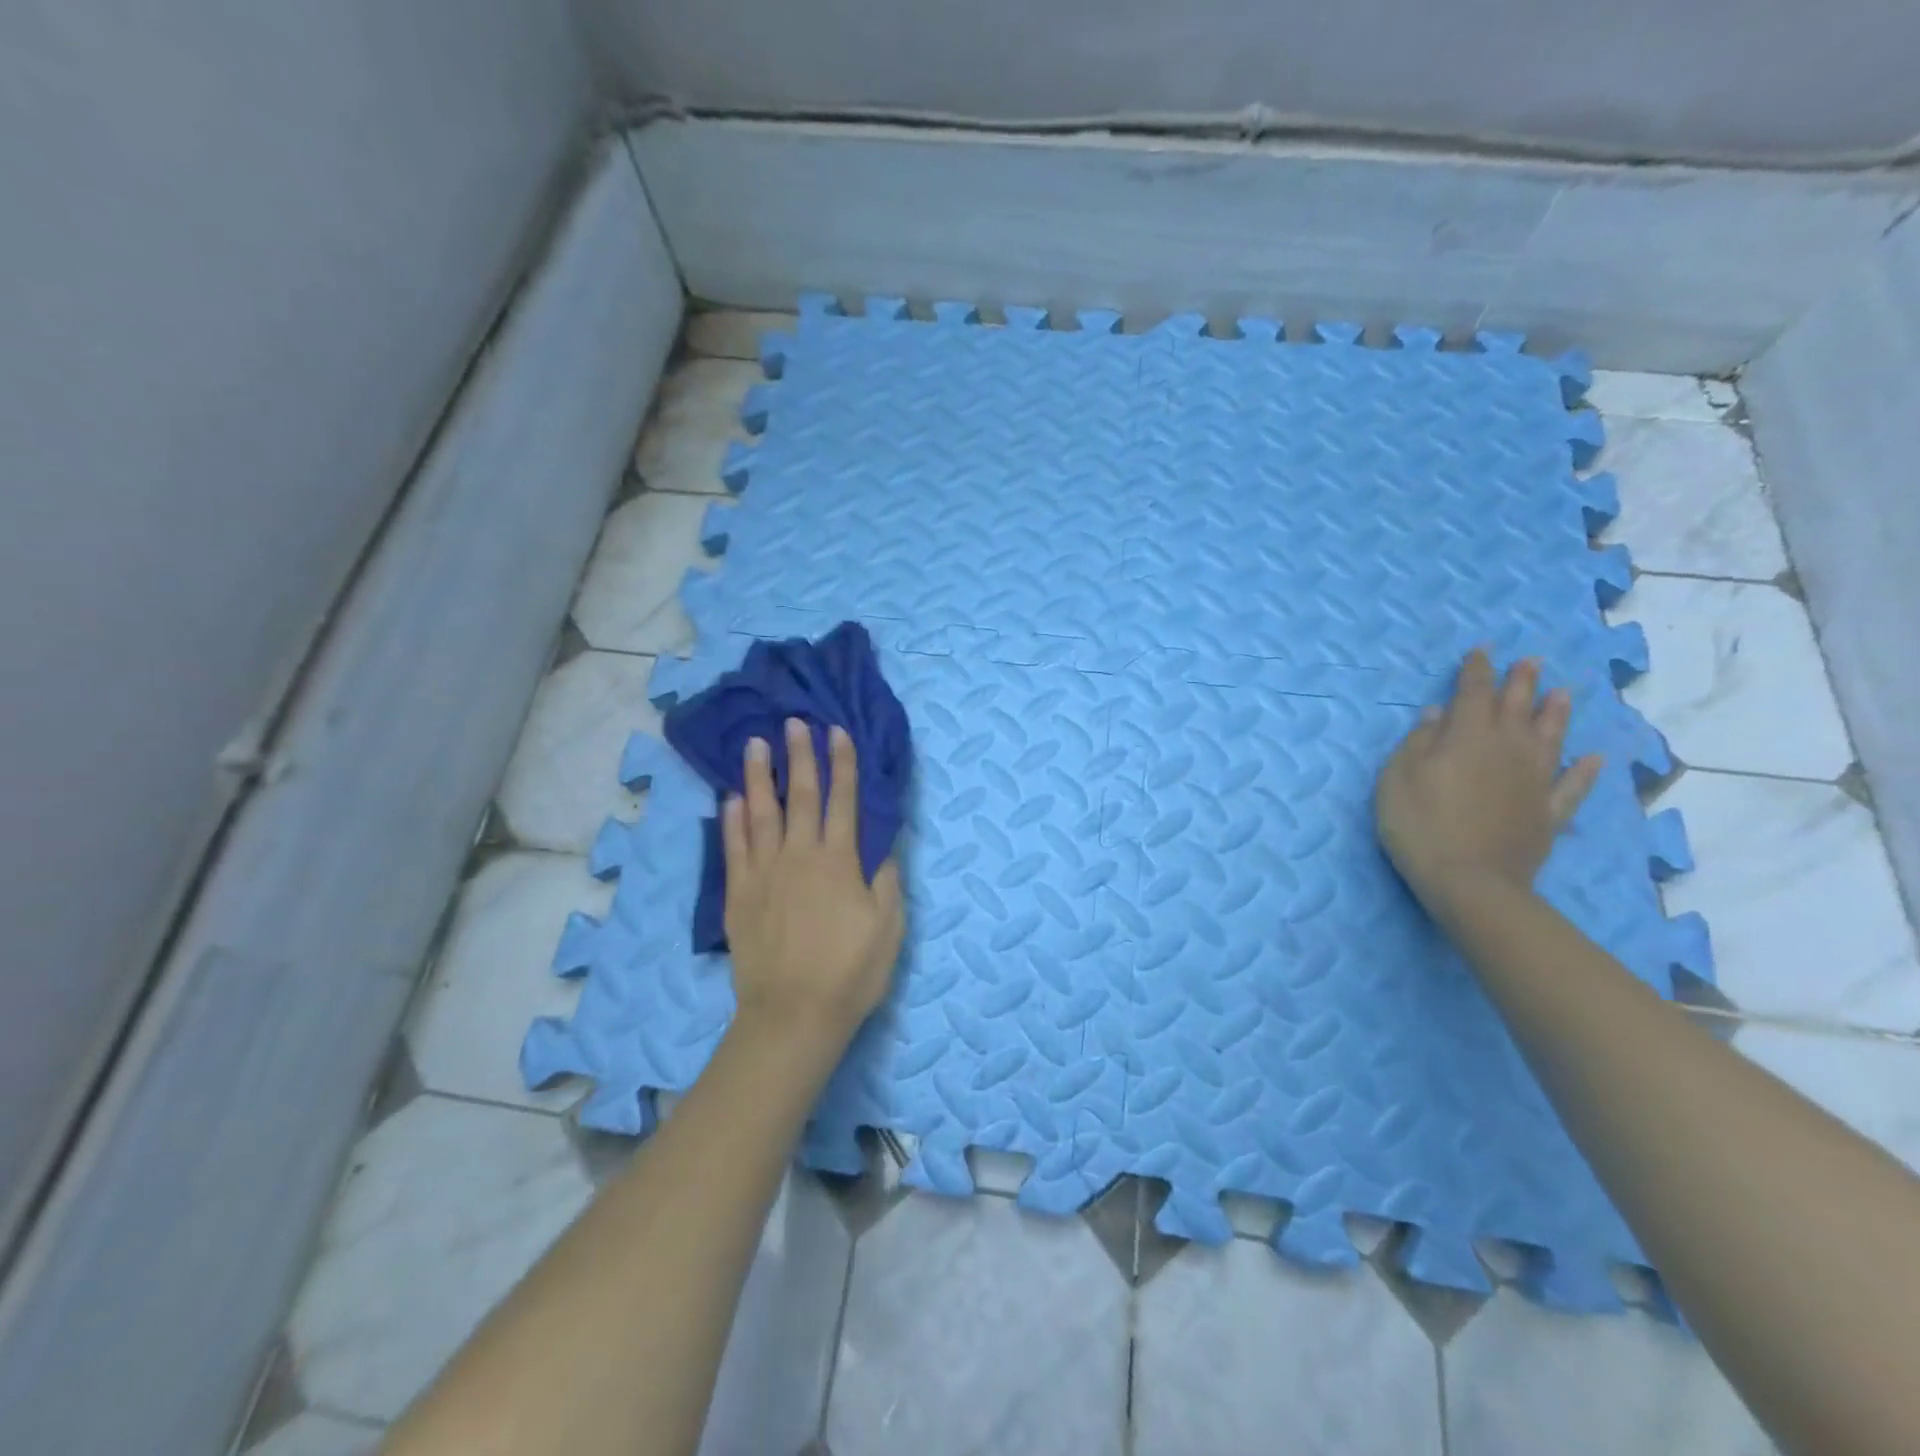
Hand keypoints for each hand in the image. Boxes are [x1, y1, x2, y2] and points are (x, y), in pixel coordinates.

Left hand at [722, 718, 904, 1042]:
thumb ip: (886, 878)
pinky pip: (733, 848)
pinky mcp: (738, 895)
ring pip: (760, 813)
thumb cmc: (851, 971)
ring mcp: (764, 873)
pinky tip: (731, 798)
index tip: (838, 731)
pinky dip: (732, 820)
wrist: (793, 1014)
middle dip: (799, 756)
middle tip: (794, 722)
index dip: (842, 764)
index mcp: (839, 860)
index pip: (843, 800)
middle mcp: (799, 856)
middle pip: (799, 796)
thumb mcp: (889, 926)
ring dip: (758, 776)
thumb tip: (886, 841)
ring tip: (755, 744)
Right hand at [1375, 648, 1603, 911]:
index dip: (1476, 671)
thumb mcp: (1397, 778)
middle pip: (1516, 708)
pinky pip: (1572, 786)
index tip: (1481, 651)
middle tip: (1529, 661)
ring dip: (1555, 713)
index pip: (1473, 693)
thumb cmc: (1419, 824)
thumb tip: (1437, 714)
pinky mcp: (1548, 813)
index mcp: (1466, 737)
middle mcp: (1507, 750)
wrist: (1469, 881)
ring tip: (1562, 693)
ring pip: (1550, 738)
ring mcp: (1534, 781)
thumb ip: (1418, 742)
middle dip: (1520, 682)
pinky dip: (1585, 771)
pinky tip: (1593, 758)